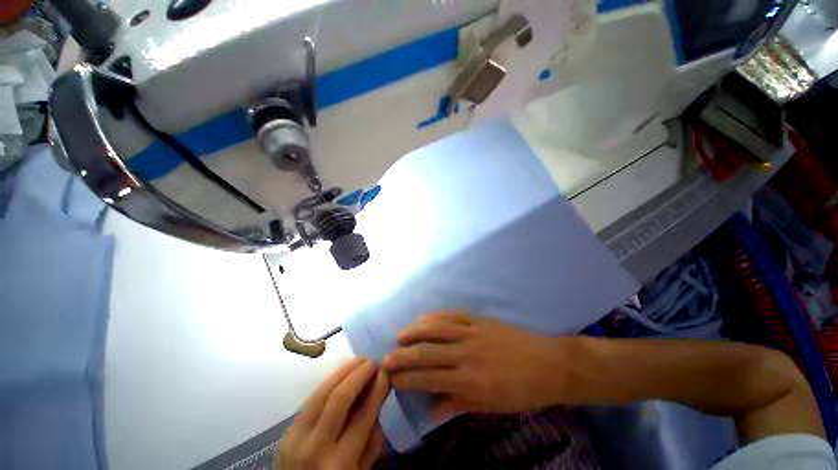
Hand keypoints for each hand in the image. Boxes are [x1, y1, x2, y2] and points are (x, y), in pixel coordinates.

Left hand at [277, 358, 388, 469]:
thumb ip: (372, 442)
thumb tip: (379, 402)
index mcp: (339, 464)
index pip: (362, 417)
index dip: (377, 390)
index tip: (386, 373)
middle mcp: (315, 448)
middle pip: (339, 399)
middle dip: (359, 374)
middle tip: (373, 361)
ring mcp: (295, 438)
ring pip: (321, 392)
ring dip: (343, 371)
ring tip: (360, 360)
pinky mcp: (286, 431)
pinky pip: (311, 399)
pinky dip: (329, 381)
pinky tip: (341, 373)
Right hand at [383, 313, 570, 419]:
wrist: (547, 364)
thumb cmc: (520, 391)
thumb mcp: (490, 407)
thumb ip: (458, 406)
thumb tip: (431, 412)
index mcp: (469, 381)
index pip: (429, 379)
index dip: (407, 379)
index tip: (391, 379)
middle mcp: (466, 355)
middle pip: (427, 353)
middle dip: (403, 356)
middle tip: (385, 358)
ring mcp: (472, 333)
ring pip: (436, 330)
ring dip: (415, 332)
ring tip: (400, 336)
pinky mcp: (479, 320)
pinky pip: (452, 315)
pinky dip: (435, 316)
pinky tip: (423, 318)